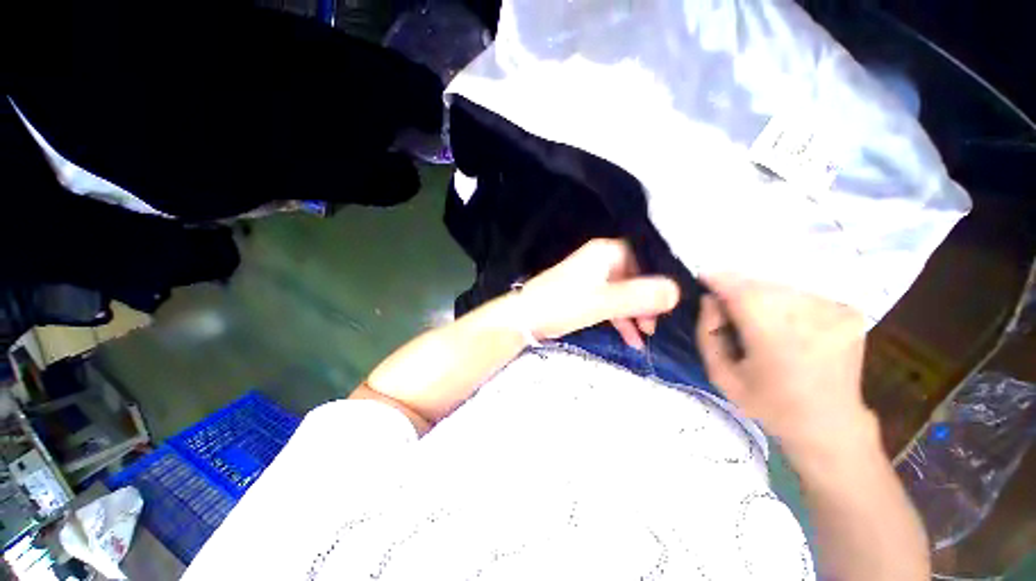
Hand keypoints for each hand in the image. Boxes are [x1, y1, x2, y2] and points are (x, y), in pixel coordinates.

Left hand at [519, 239, 680, 348]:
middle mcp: (602, 261)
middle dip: (647, 302)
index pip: (645, 258)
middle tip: (655, 325)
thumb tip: (677, 291)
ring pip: (624, 293)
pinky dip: (621, 319)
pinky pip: (611, 303)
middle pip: (636, 277)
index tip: (670, 303)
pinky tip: (631, 339)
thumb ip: (639, 296)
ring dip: (635, 314)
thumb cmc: (563, 304)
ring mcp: (593, 278)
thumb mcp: (603, 301)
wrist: (526, 318)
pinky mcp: (586, 294)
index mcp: (606, 253)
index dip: (659, 279)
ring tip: (645, 337)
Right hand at [696, 274, 872, 452]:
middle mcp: (810, 319)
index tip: (703, 279)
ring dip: (760, 295)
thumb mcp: (721, 375)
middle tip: (727, 307)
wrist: (830, 424)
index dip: (718, 279)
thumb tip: (709, 299)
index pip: (741, 291)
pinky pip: (802, 294)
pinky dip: (785, 302)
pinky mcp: (850, 313)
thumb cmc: (768, 404)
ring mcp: (836, 313)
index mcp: (775, 339)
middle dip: (737, 289)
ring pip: (781, 287)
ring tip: (756, 318)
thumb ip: (707, 333)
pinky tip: (784, 323)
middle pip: (761, 285)